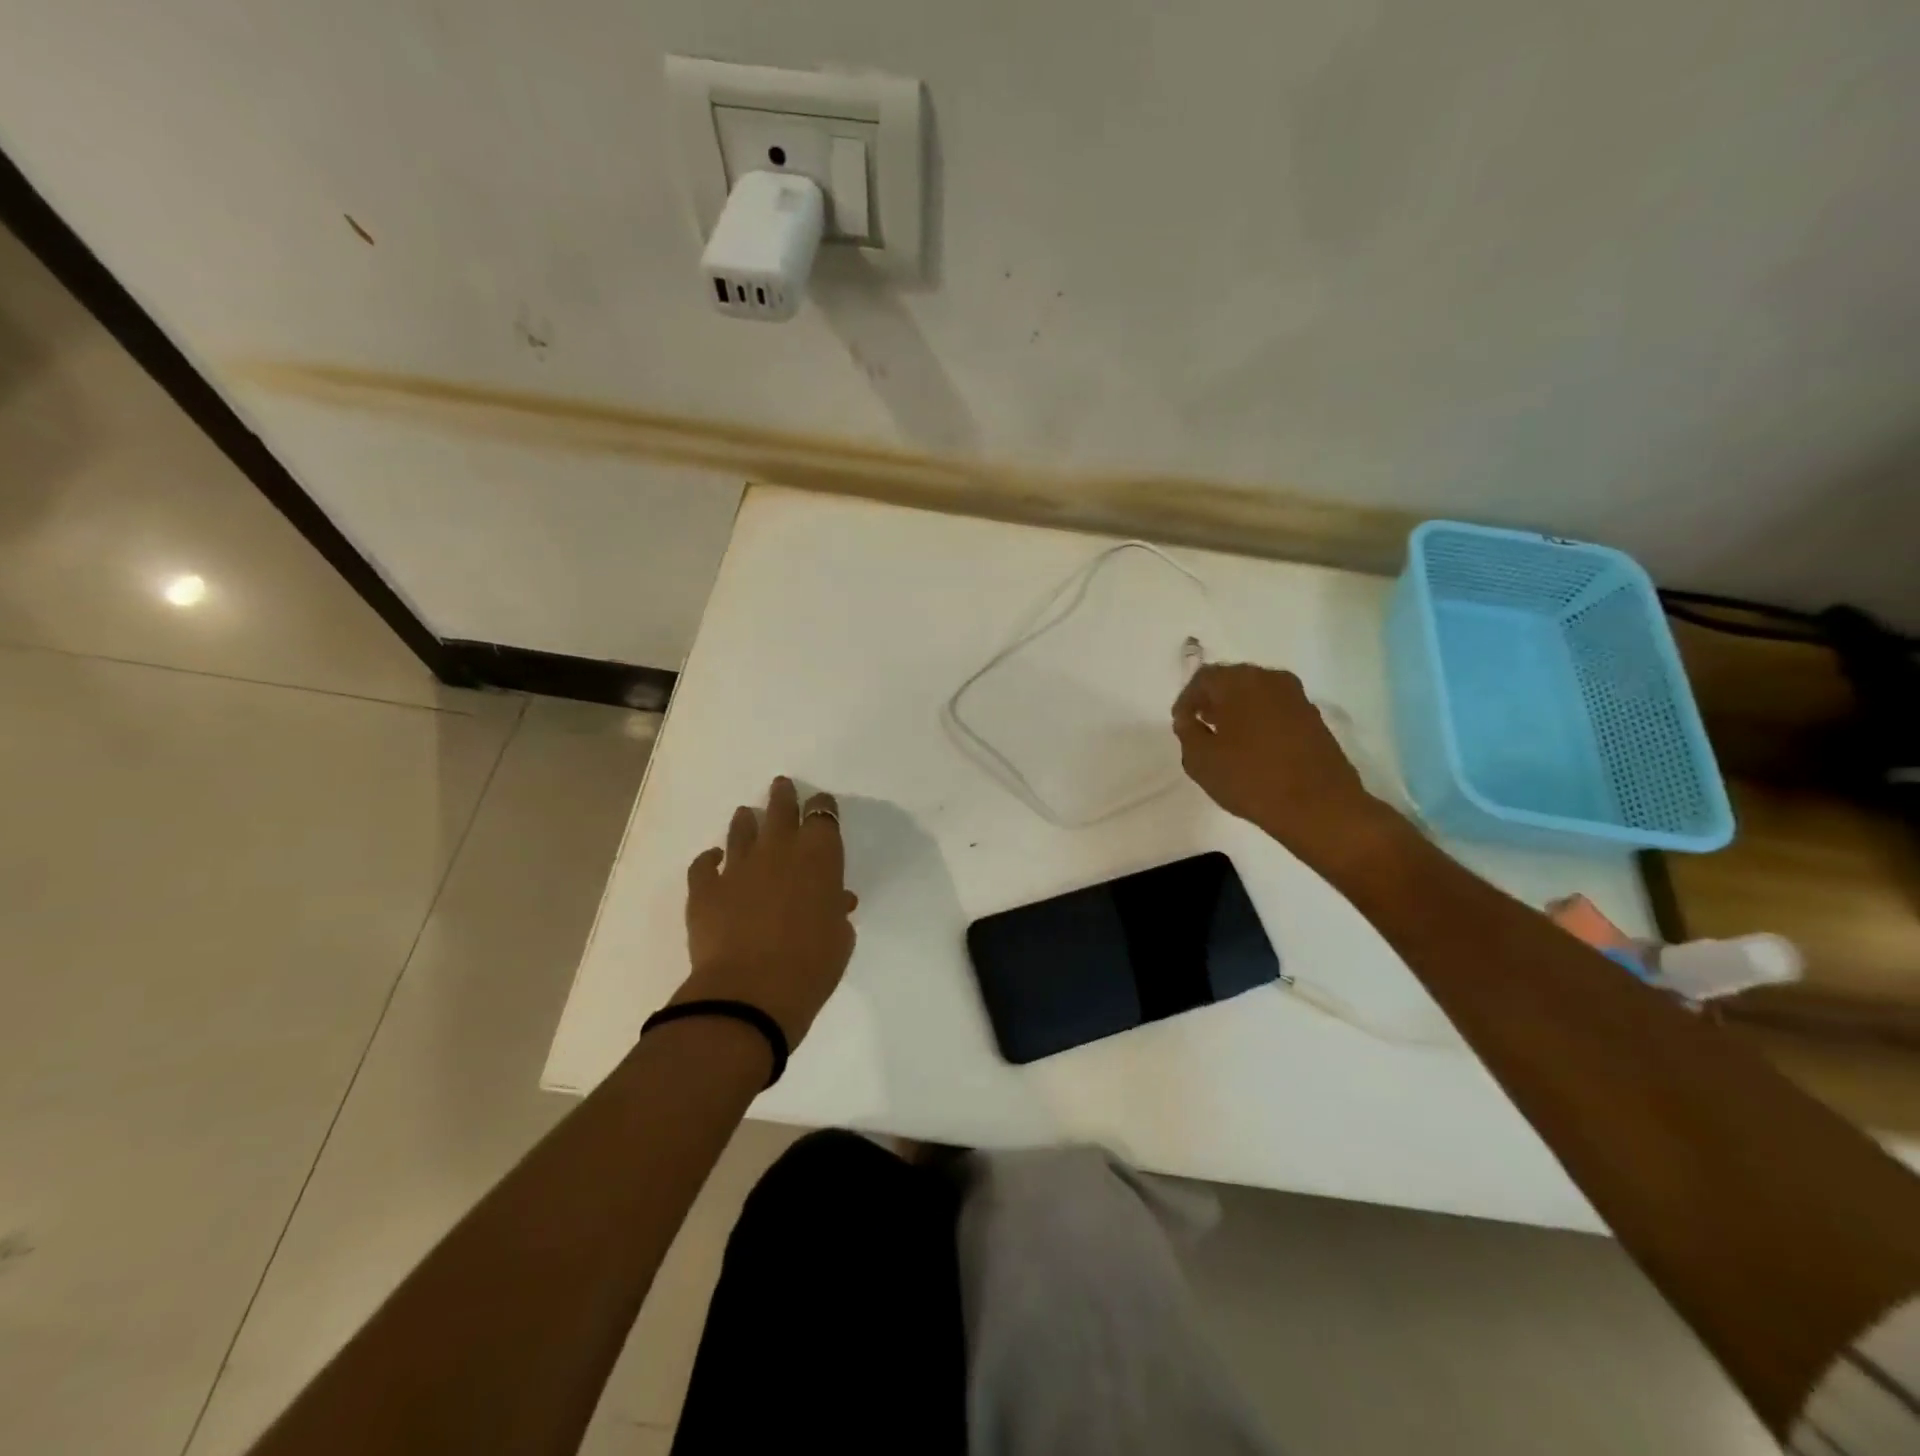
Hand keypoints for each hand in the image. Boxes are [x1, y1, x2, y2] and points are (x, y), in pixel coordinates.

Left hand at [679, 777, 857, 1045]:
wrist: (751, 992)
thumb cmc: (813, 965)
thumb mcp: (840, 937)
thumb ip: (835, 911)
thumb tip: (834, 900)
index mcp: (819, 856)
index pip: (823, 816)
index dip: (823, 808)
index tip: (822, 805)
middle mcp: (779, 850)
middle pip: (781, 809)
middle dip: (783, 797)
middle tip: (781, 787)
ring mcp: (738, 866)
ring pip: (741, 830)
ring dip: (746, 821)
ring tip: (747, 815)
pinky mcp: (705, 888)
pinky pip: (703, 864)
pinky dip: (709, 859)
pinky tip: (712, 859)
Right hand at [1172, 663, 1393, 869]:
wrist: (1319, 806)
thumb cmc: (1251, 779)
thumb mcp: (1201, 760)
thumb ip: (1187, 732)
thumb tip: (1188, 719)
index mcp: (1239, 682)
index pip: (1203, 678)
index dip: (1186, 700)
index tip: (1181, 724)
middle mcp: (1270, 679)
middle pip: (1232, 680)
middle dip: (1212, 700)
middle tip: (1200, 726)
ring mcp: (1296, 697)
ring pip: (1256, 693)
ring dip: (1237, 709)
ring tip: (1225, 738)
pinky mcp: (1313, 717)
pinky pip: (1275, 709)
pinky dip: (1259, 719)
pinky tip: (1252, 747)